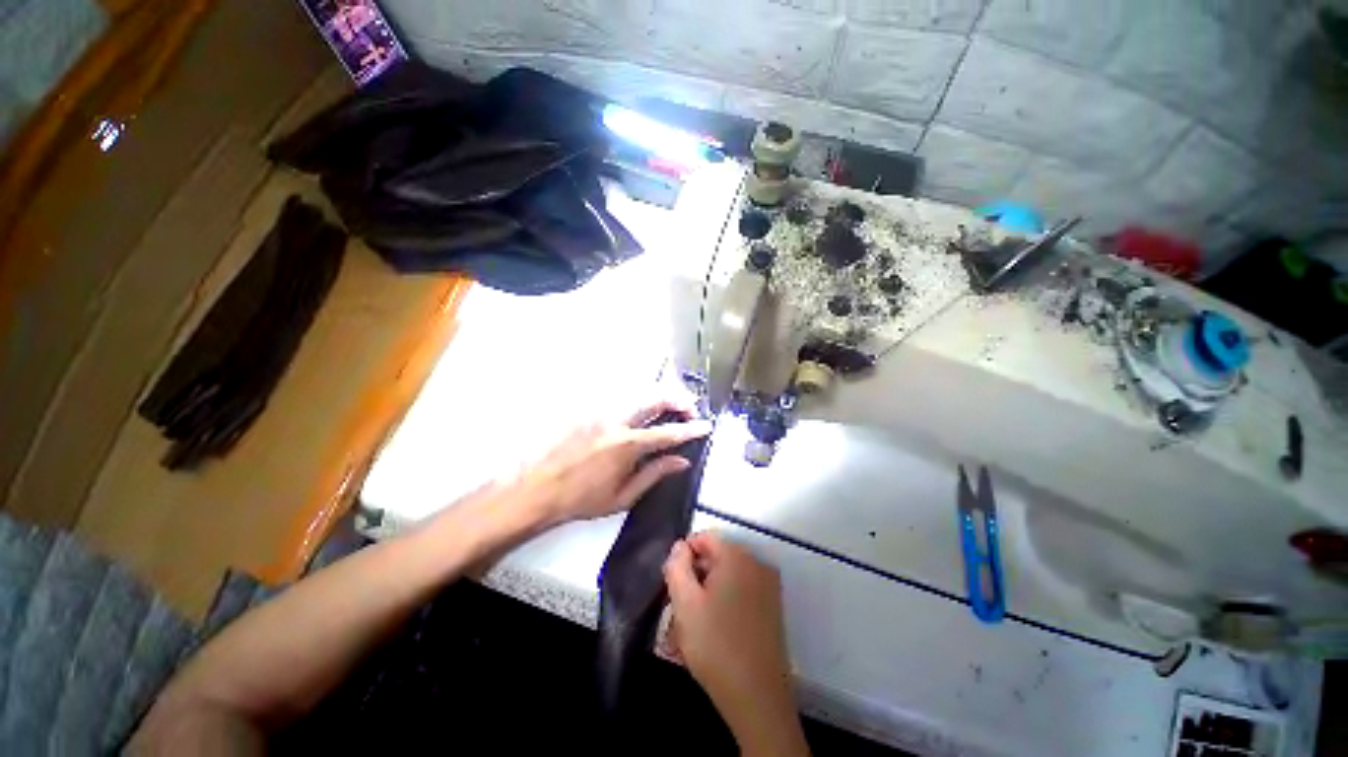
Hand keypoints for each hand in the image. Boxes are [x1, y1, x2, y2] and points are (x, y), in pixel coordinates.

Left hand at [512, 399, 711, 528]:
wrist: (538, 489)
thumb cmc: (582, 498)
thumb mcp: (623, 496)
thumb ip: (655, 474)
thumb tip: (681, 461)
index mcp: (627, 446)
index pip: (668, 433)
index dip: (691, 429)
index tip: (706, 426)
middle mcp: (617, 422)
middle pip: (655, 399)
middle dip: (678, 399)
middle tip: (689, 408)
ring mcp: (600, 413)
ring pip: (637, 394)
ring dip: (659, 398)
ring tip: (669, 408)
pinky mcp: (588, 411)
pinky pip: (619, 400)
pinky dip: (637, 402)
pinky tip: (640, 411)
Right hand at [664, 533, 807, 755]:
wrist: (758, 698)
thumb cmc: (716, 645)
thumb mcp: (685, 603)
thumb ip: (677, 566)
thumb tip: (680, 546)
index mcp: (737, 556)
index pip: (705, 537)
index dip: (684, 556)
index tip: (672, 585)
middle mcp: (756, 563)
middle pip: (716, 557)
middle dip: (694, 578)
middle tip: (679, 610)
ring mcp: (768, 585)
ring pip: (727, 577)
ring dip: (706, 594)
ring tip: (692, 627)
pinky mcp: (772, 607)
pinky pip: (741, 592)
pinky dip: (723, 604)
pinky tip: (712, 632)